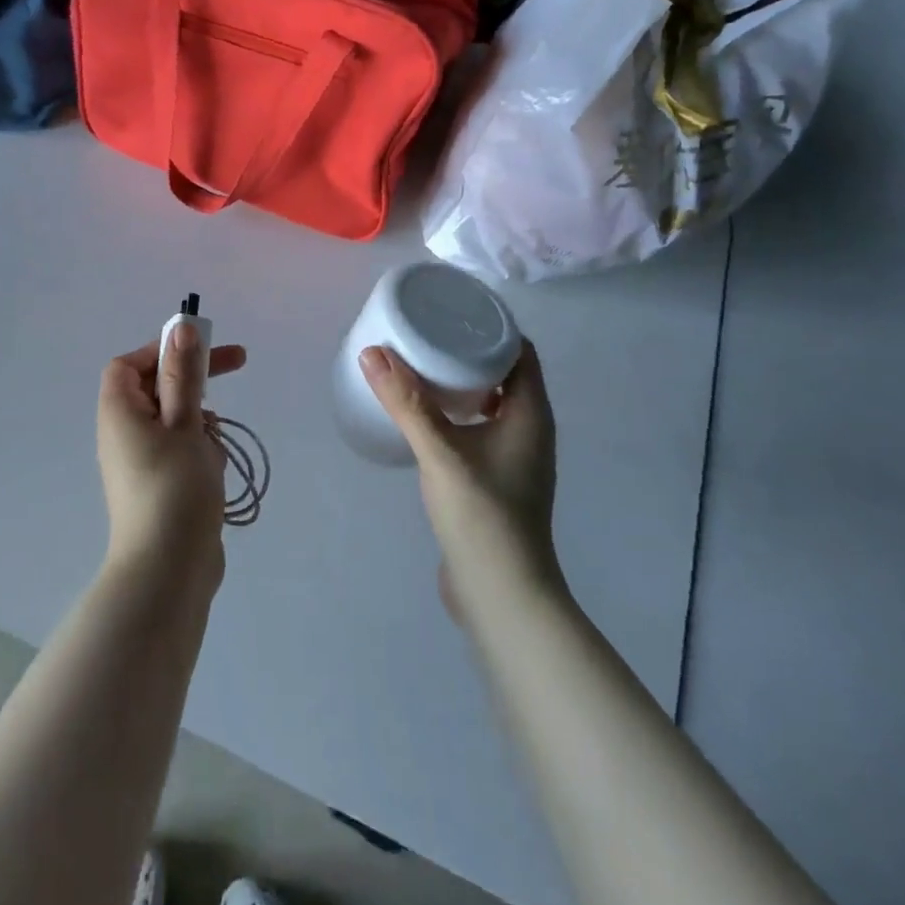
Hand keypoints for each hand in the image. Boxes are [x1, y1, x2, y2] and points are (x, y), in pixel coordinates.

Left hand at [97, 328, 247, 591]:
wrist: (168, 570)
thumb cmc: (174, 487)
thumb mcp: (184, 422)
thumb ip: (183, 374)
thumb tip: (180, 327)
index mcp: (119, 412)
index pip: (130, 363)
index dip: (162, 349)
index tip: (199, 351)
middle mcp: (123, 433)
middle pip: (156, 388)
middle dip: (195, 380)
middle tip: (239, 363)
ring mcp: (140, 462)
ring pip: (175, 419)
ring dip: (201, 422)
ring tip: (215, 447)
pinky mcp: (159, 485)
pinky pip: (180, 450)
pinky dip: (201, 451)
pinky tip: (215, 471)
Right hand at [359, 341, 561, 619]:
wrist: (502, 594)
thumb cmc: (482, 516)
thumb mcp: (440, 453)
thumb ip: (407, 404)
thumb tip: (373, 353)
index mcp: (530, 413)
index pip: (520, 351)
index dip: (491, 327)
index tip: (451, 310)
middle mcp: (530, 429)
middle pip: (503, 373)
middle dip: (467, 351)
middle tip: (426, 333)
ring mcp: (515, 457)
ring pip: (490, 403)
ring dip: (461, 384)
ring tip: (419, 367)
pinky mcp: (497, 479)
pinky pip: (479, 429)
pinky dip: (456, 413)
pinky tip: (424, 417)